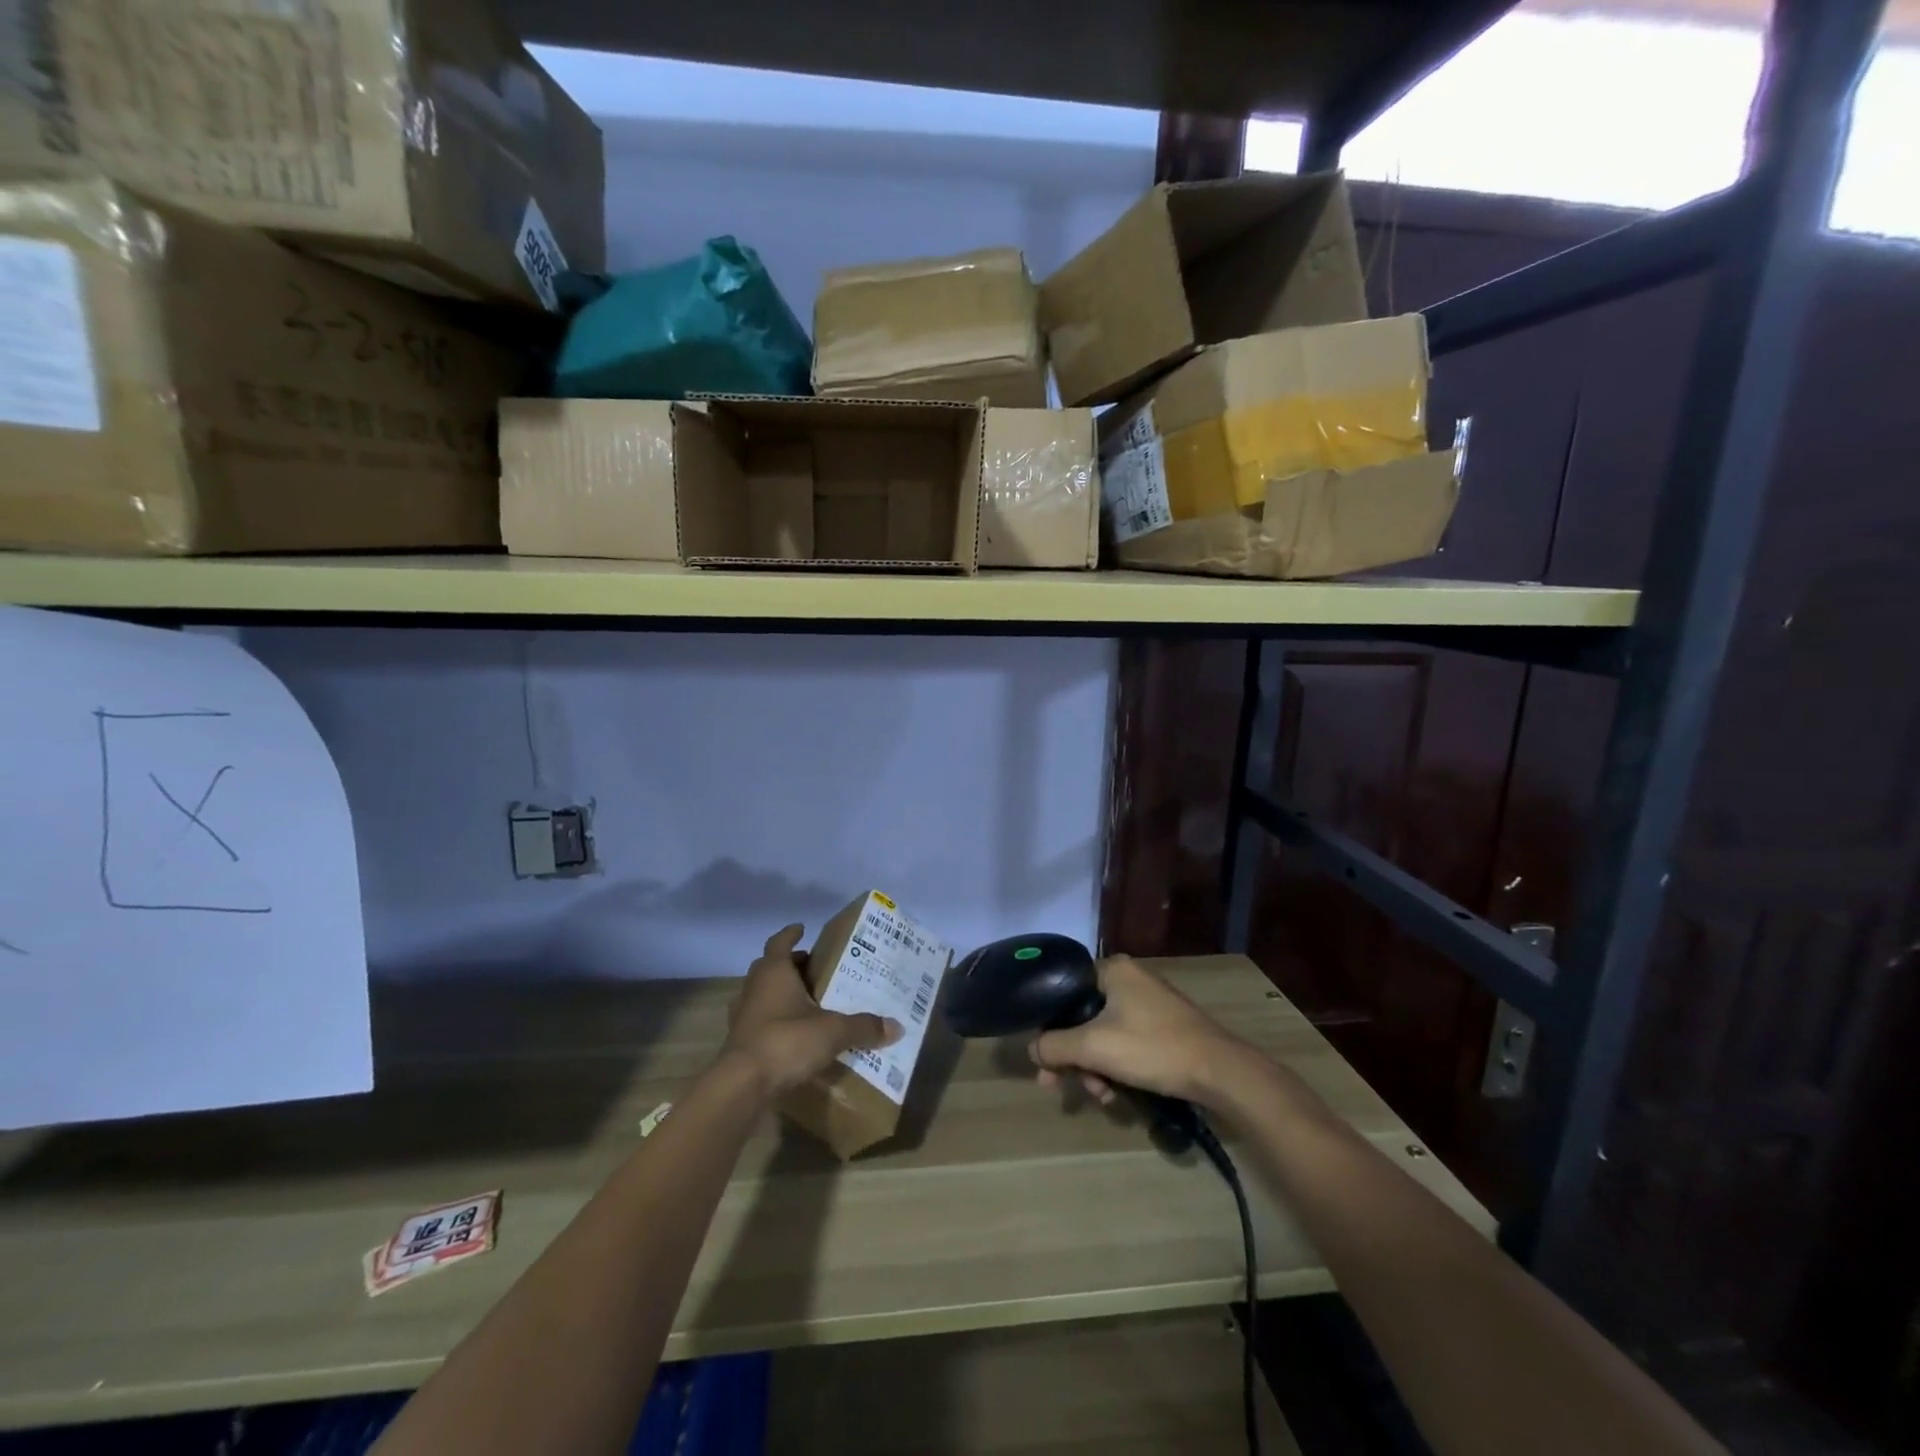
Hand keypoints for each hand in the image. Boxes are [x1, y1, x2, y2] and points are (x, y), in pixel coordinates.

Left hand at [723, 925, 901, 1094]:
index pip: (778, 942)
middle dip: (789, 965)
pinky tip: (792, 1035)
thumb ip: (863, 1027)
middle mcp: (754, 989)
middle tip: (813, 968)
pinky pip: (759, 1023)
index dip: (790, 934)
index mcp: (773, 973)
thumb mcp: (832, 1031)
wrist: (742, 1087)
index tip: (802, 928)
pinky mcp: (740, 1044)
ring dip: (779, 994)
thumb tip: (897, 1027)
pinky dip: (774, 1023)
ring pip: (761, 995)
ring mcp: (742, 1017)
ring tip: (805, 1001)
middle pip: (769, 967)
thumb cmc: (786, 1041)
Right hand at [1031, 956, 1248, 1106]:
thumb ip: (1055, 1045)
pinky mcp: (1162, 1026)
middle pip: (1083, 1016)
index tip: (1045, 1060)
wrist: (1220, 1071)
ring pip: (1103, 1034)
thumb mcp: (1095, 1047)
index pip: (1064, 991)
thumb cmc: (1153, 1048)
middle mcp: (1129, 978)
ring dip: (1094, 1067)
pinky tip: (1116, 1093)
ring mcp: (1148, 1002)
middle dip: (1073, 1056)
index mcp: (1112, 969)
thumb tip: (1032, 1049)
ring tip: (1100, 1096)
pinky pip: (1124, 1041)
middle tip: (1061, 1086)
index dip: (1049, 1026)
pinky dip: (1115, 1066)